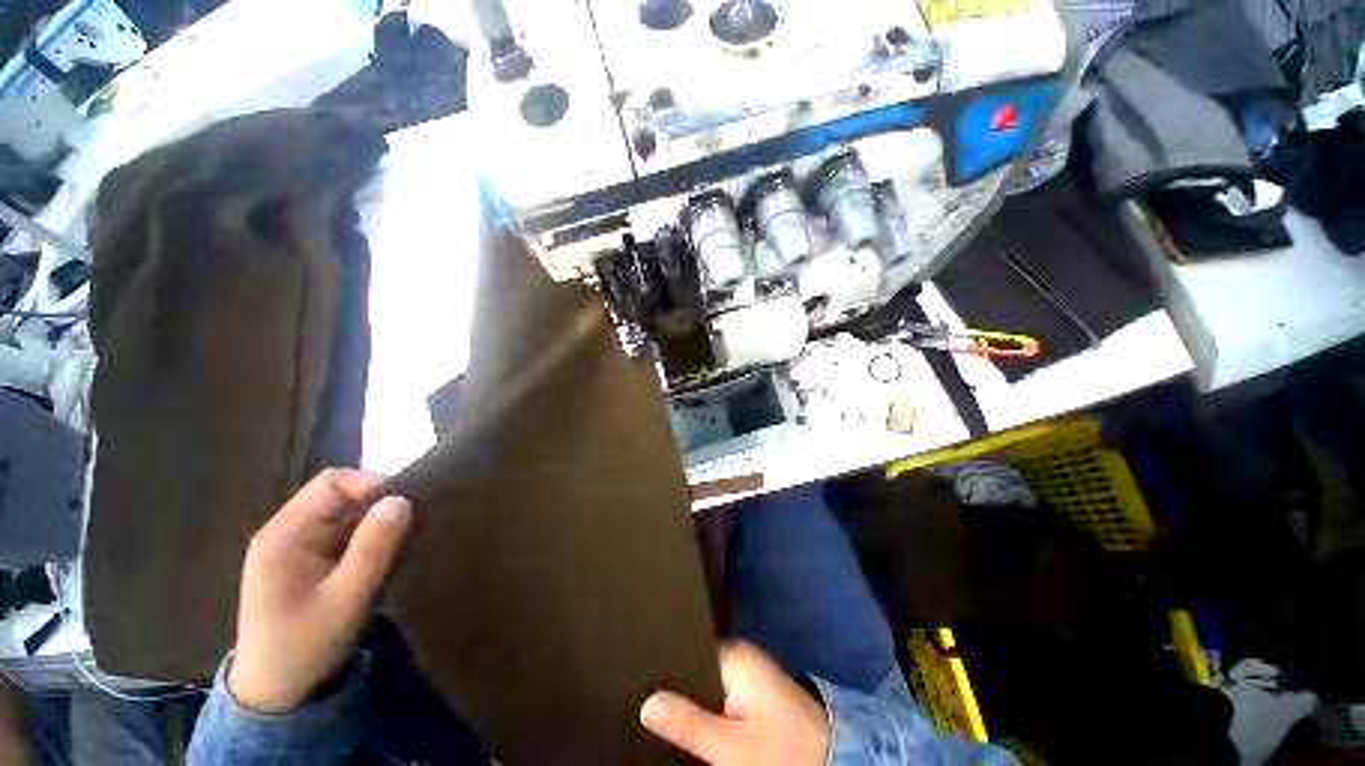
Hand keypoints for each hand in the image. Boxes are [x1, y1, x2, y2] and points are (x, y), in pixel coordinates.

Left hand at [228, 469, 412, 713]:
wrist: (274, 691)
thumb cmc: (303, 646)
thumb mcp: (345, 600)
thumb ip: (373, 548)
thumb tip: (402, 500)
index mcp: (284, 535)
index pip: (332, 483)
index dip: (371, 484)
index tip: (407, 503)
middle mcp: (288, 531)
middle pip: (341, 495)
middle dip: (379, 504)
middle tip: (413, 522)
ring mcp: (298, 545)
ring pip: (347, 513)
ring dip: (377, 521)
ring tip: (406, 537)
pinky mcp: (310, 559)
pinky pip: (346, 532)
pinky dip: (371, 536)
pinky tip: (388, 552)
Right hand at [640, 641, 830, 764]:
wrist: (832, 762)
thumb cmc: (782, 751)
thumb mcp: (731, 747)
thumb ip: (689, 723)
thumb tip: (648, 703)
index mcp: (734, 655)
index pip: (688, 648)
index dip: (665, 666)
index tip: (642, 678)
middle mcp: (741, 655)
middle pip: (695, 663)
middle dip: (677, 684)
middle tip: (649, 699)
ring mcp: (748, 671)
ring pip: (706, 678)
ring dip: (692, 696)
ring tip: (665, 706)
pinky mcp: (754, 688)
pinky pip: (719, 688)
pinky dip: (707, 702)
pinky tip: (694, 715)